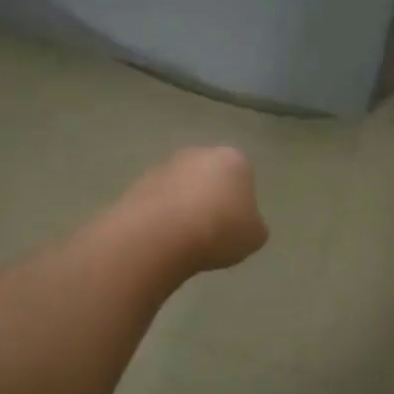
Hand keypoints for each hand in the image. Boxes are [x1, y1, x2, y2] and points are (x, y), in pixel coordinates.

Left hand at [113, 146, 269, 273]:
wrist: (162, 234)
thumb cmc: (219, 230)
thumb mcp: (254, 236)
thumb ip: (253, 225)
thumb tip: (243, 224)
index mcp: (233, 159)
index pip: (243, 175)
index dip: (241, 201)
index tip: (236, 225)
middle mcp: (199, 153)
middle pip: (209, 175)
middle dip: (210, 198)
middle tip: (212, 230)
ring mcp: (165, 166)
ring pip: (181, 187)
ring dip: (183, 206)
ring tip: (185, 239)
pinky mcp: (138, 183)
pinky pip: (158, 201)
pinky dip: (162, 216)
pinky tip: (164, 239)